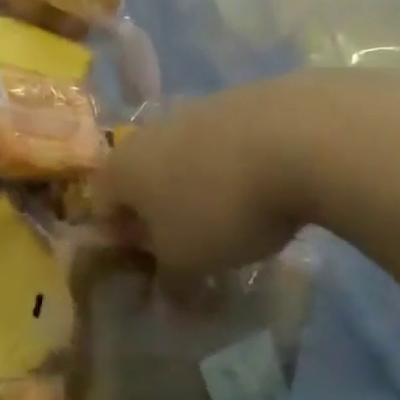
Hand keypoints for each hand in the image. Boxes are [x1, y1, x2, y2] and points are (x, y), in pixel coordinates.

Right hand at [94, 80, 317, 279]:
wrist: (298, 138)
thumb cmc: (220, 208)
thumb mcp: (188, 262)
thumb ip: (169, 281)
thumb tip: (165, 300)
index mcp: (120, 169)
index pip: (101, 206)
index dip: (121, 241)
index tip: (152, 265)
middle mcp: (148, 133)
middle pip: (142, 178)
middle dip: (160, 212)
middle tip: (190, 244)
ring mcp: (194, 110)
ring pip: (184, 158)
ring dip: (198, 187)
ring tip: (235, 218)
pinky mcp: (240, 100)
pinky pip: (223, 144)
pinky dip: (234, 167)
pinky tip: (265, 188)